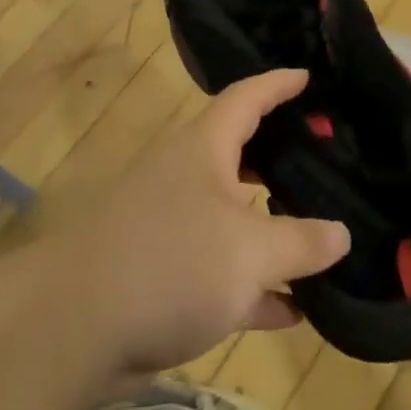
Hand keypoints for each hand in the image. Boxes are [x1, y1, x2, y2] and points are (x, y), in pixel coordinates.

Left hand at [35, 68, 349, 380]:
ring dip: (273, 232)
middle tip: (327, 161)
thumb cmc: (170, 265)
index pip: (245, 99)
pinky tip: (293, 310)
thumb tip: (341, 234)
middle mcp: (185, 182)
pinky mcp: (162, 280)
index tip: (309, 78)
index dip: (278, 85)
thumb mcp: (251, 251)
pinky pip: (222, 276)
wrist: (69, 331)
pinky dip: (255, 289)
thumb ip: (301, 241)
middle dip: (282, 161)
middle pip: (240, 159)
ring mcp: (172, 232)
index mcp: (202, 151)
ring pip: (234, 222)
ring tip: (323, 237)